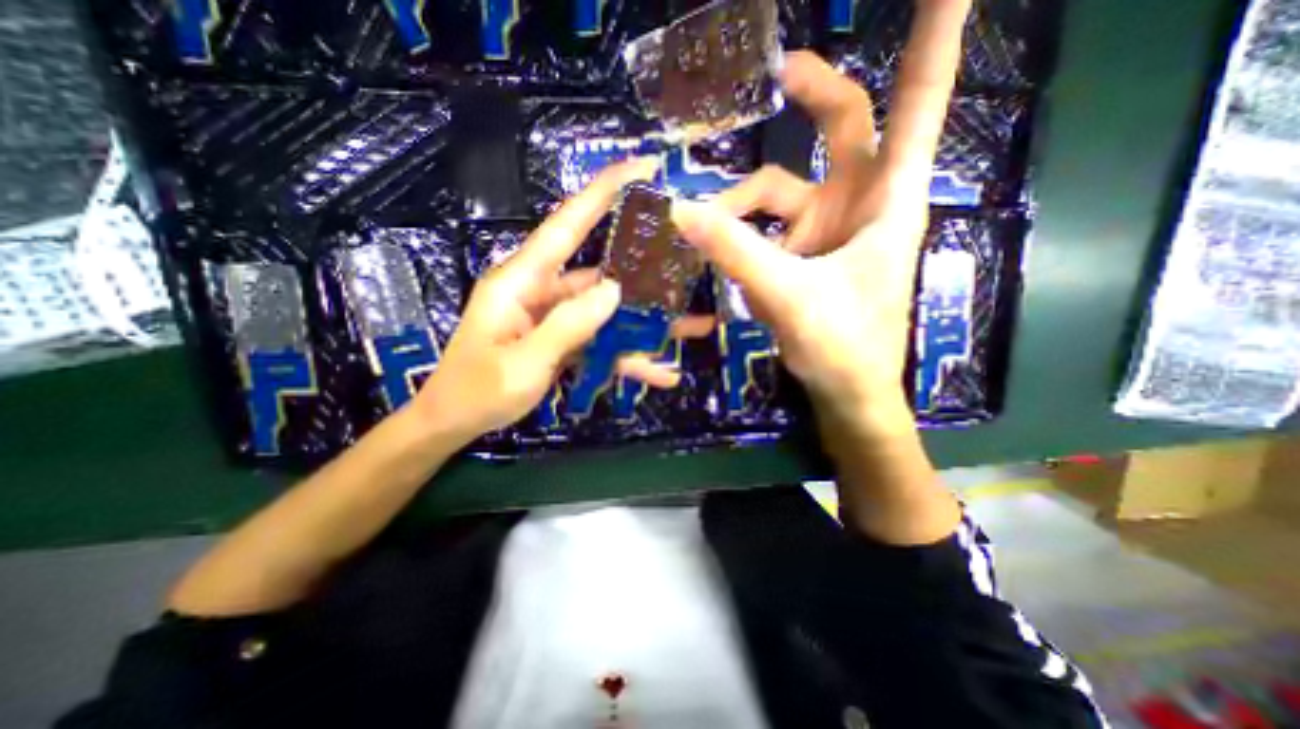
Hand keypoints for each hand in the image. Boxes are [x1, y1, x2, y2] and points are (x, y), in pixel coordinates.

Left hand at [414, 160, 682, 442]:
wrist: (456, 422)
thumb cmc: (477, 391)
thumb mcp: (522, 363)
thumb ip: (567, 325)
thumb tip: (614, 290)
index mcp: (521, 281)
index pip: (566, 225)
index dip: (602, 192)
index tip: (643, 167)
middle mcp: (542, 291)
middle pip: (601, 272)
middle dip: (645, 270)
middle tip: (689, 260)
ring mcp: (556, 317)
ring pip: (609, 312)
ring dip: (647, 324)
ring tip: (693, 326)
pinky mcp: (563, 339)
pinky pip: (602, 342)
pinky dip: (629, 357)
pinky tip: (662, 374)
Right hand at [677, 0, 967, 434]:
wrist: (845, 391)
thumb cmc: (841, 345)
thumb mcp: (789, 295)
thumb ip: (736, 251)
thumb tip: (680, 210)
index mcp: (887, 201)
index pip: (918, 104)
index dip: (933, 40)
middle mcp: (859, 204)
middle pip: (843, 127)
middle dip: (813, 95)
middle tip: (776, 74)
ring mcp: (827, 230)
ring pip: (781, 189)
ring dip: (741, 204)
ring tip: (705, 228)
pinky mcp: (802, 254)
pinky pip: (765, 227)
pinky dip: (739, 233)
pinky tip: (717, 252)